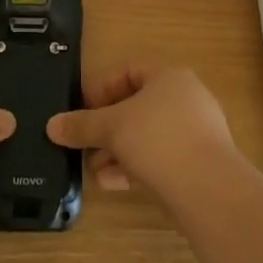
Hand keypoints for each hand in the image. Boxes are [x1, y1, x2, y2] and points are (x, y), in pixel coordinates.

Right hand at [47, 65, 234, 196]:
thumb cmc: (158, 140)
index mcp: (169, 77)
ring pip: (147, 136)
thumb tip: (52, 125)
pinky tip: (112, 185)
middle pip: (137, 107)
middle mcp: (186, 99)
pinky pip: (160, 159)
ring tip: (94, 170)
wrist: (210, 191)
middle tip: (84, 144)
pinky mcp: (199, 165)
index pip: (128, 72)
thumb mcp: (112, 128)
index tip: (80, 110)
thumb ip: (82, 125)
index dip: (101, 89)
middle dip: (107, 128)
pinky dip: (135, 168)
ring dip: (118, 152)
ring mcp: (196, 133)